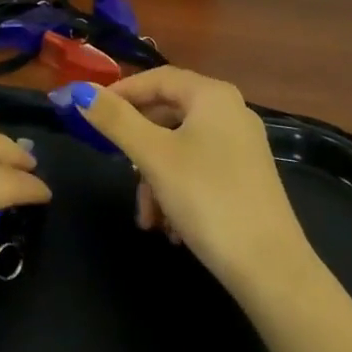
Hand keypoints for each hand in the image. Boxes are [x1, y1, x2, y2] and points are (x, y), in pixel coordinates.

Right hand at [77, 68, 317, 303]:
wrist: (272, 272)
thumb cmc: (208, 199)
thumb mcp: (153, 157)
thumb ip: (114, 120)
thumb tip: (79, 90)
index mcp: (212, 94)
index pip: (156, 78)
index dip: (121, 93)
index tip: (91, 114)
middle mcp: (230, 111)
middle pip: (167, 114)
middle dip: (139, 148)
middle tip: (119, 170)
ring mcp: (242, 146)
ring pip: (180, 147)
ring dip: (155, 178)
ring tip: (148, 218)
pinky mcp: (247, 178)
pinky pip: (199, 169)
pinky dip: (178, 191)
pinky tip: (172, 228)